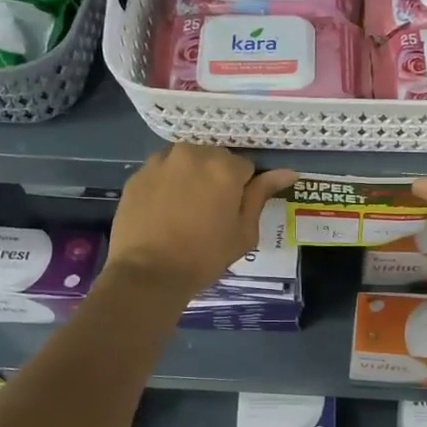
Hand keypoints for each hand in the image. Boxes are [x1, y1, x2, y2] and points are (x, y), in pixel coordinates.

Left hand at [107, 145, 296, 300]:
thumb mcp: (244, 232)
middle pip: (214, 159)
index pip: (245, 167)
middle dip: (216, 178)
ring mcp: (161, 161)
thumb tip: (288, 172)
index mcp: (224, 167)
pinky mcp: (138, 174)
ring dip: (191, 177)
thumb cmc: (205, 256)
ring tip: (185, 210)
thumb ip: (261, 195)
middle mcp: (193, 153)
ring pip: (186, 162)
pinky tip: (164, 211)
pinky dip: (167, 184)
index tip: (233, 212)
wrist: (149, 273)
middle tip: (210, 212)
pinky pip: (162, 172)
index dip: (242, 190)